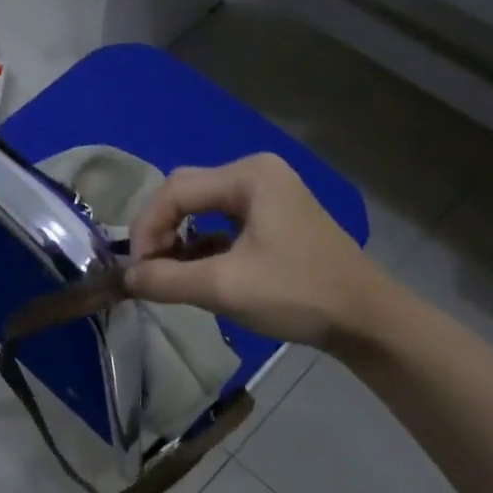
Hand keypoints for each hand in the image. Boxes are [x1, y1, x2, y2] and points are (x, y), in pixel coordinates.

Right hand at [124, 153, 383, 346]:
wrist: (365, 319)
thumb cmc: (296, 293)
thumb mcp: (223, 287)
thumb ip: (165, 280)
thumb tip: (126, 278)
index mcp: (248, 176)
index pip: (174, 191)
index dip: (147, 229)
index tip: (137, 271)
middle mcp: (256, 174)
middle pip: (185, 193)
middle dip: (160, 231)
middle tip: (149, 270)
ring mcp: (268, 195)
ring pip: (201, 208)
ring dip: (178, 239)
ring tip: (168, 274)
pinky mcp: (273, 218)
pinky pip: (221, 222)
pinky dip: (201, 245)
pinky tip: (196, 272)